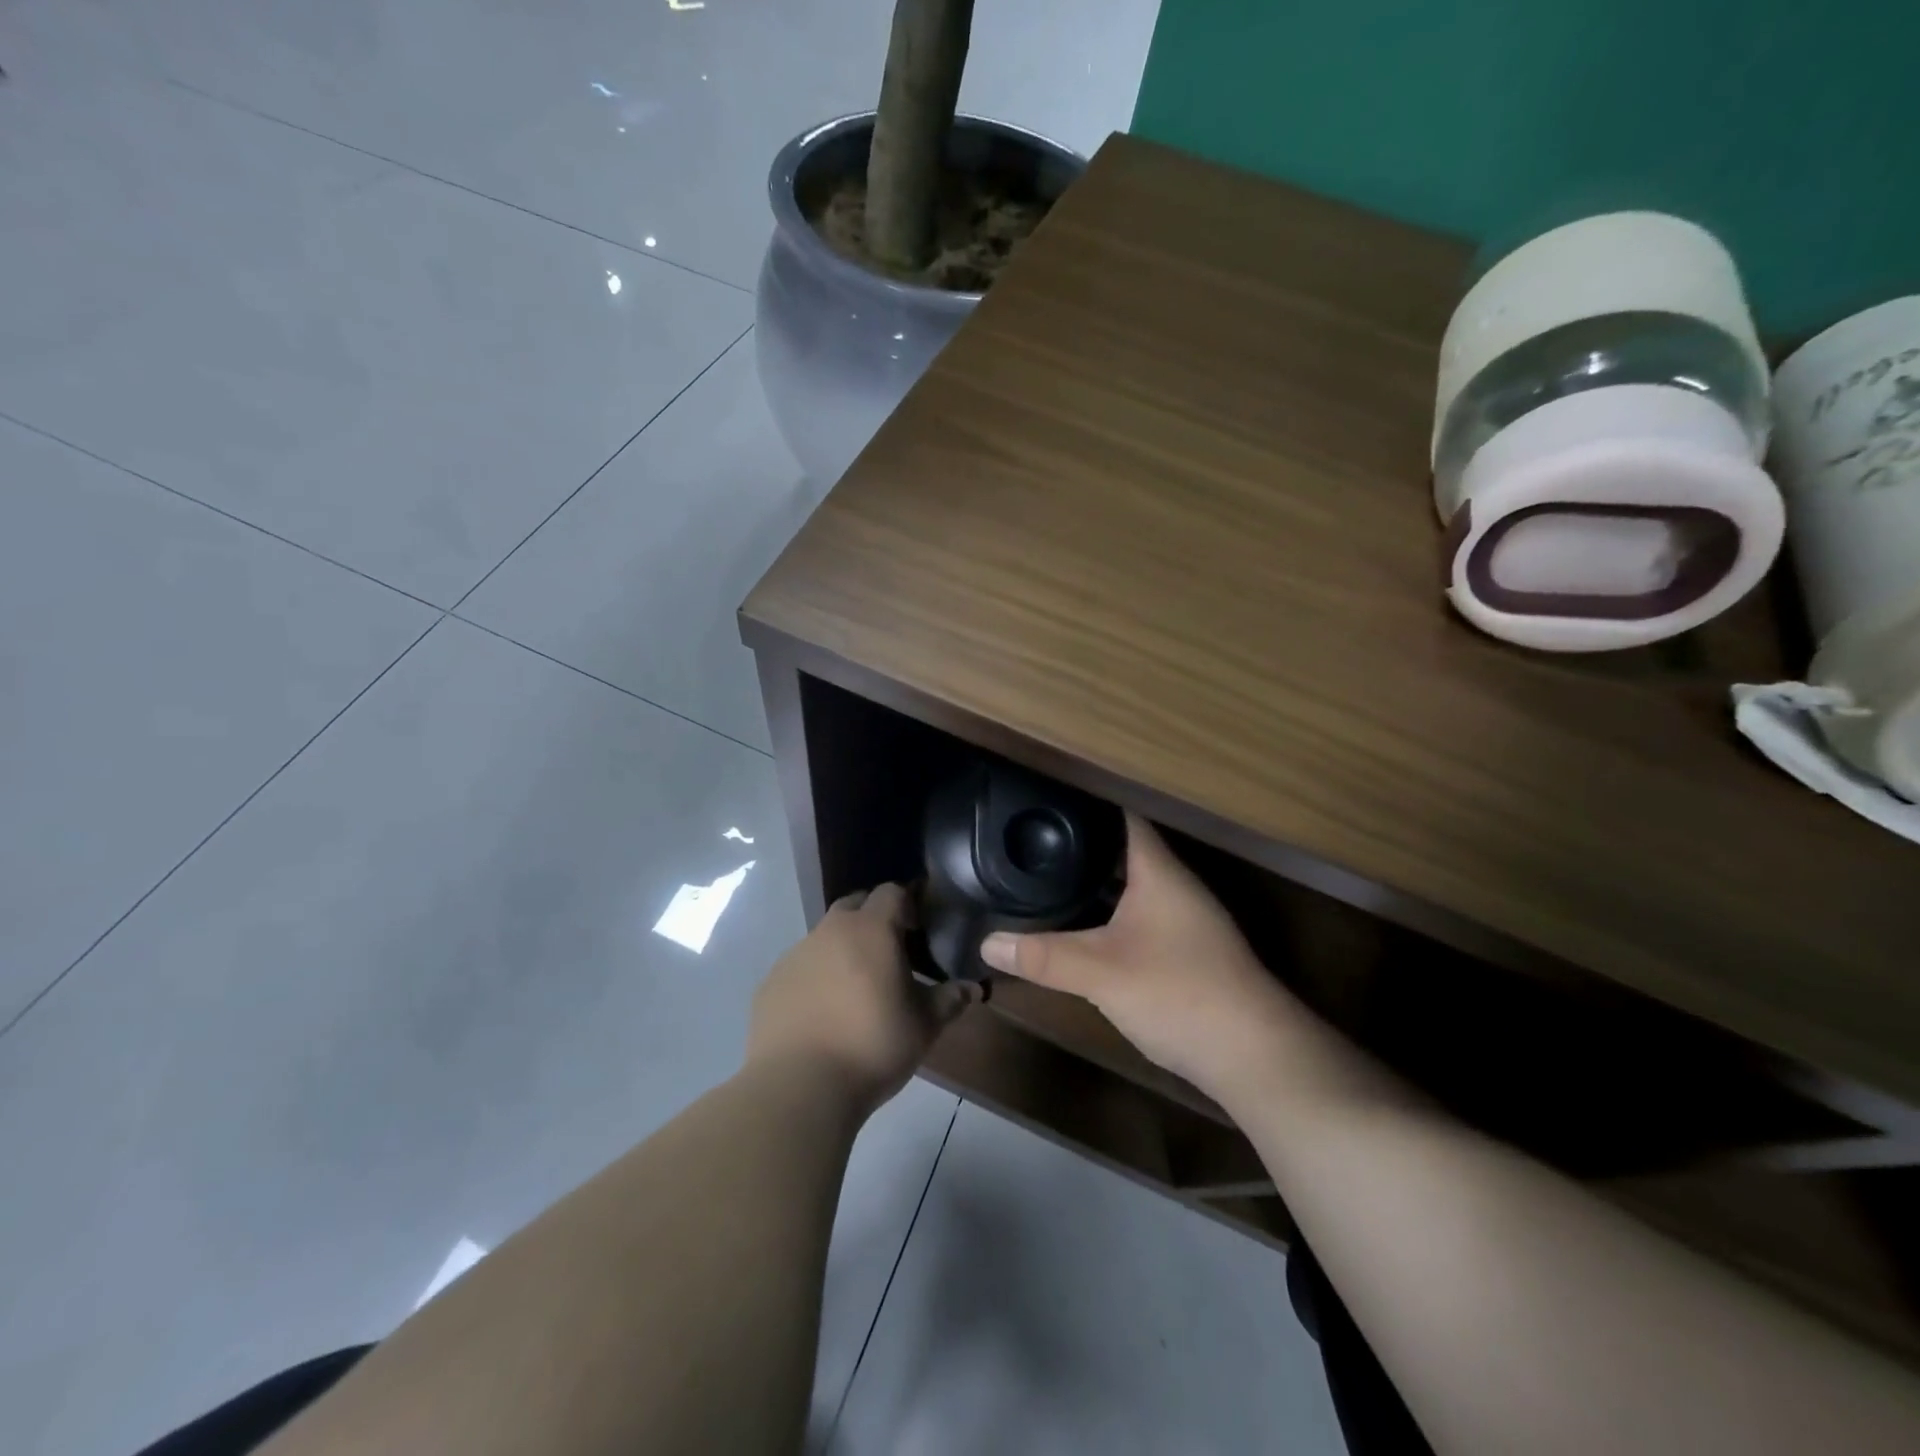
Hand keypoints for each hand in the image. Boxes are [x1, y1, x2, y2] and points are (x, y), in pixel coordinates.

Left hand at [748, 884, 976, 1112]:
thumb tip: (972, 987)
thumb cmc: (872, 1045)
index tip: (918, 931)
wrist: (799, 1086)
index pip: (891, 892)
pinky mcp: (770, 983)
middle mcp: (829, 931)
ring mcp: (794, 955)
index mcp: (870, 929)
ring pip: (824, 937)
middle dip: (872, 920)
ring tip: (855, 990)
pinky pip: (799, 968)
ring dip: (841, 951)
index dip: (907, 904)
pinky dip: (814, 978)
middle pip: (854, 905)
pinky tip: (822, 1014)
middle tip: (890, 955)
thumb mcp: (924, 1026)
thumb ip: (949, 1000)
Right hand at [980, 815, 1301, 1100]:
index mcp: (1159, 872)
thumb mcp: (1101, 973)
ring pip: (1132, 887)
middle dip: (1081, 845)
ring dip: (1097, 882)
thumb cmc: (1179, 992)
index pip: (1123, 817)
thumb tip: (987, 942)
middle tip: (1033, 838)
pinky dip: (1110, 914)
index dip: (1087, 803)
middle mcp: (1175, 887)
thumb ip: (1043, 956)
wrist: (1252, 1055)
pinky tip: (1084, 927)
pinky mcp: (1187, 953)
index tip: (1046, 798)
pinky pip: (1139, 917)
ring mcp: (1185, 921)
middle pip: (1124, 851)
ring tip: (1047, 875)